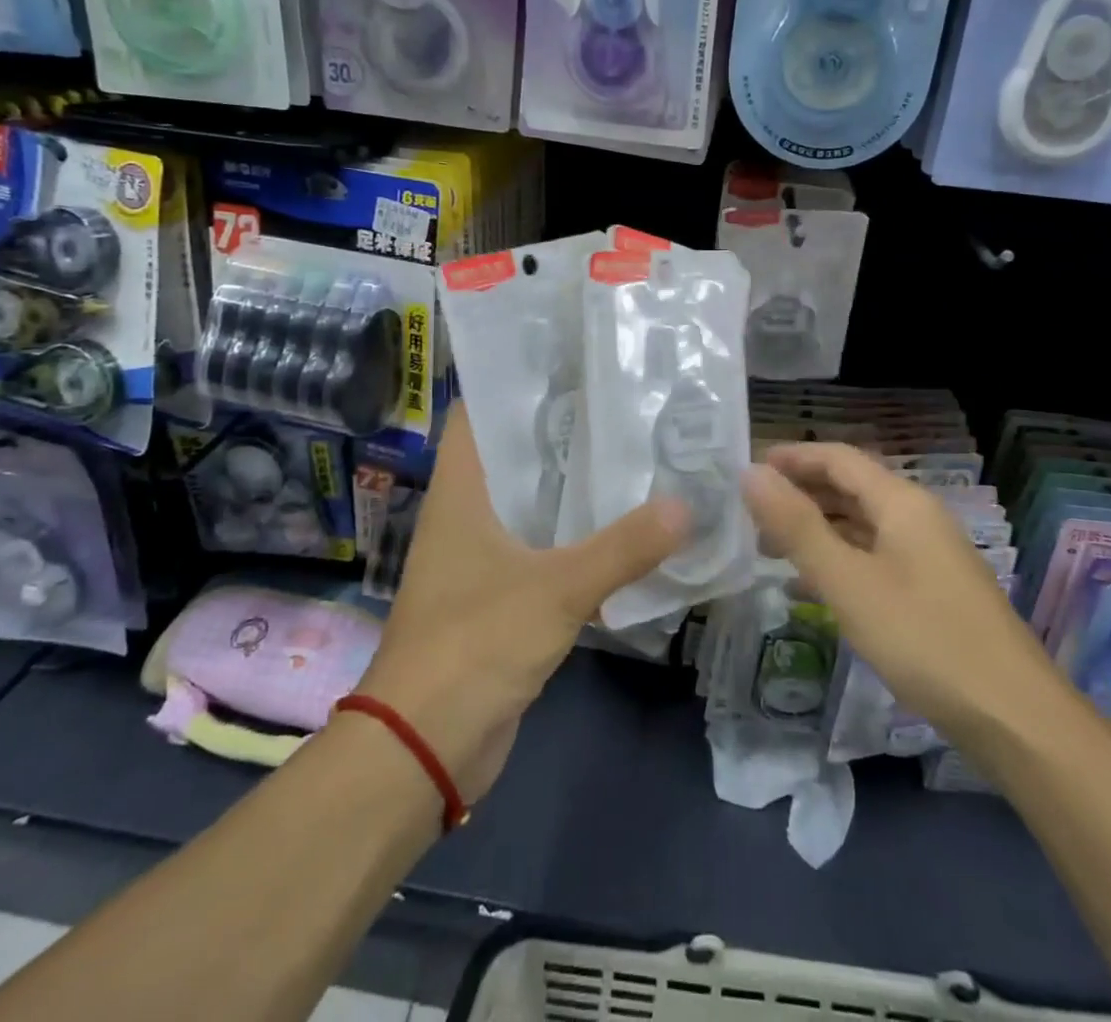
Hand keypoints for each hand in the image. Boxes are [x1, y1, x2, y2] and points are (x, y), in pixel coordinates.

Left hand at [354, 408, 688, 804]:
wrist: (424, 747)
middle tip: (620, 404)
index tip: (570, 364)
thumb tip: (686, 507)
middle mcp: (466, 514)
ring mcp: (481, 557)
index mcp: (461, 492)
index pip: (479, 414)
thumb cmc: (475, 644)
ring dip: (571, 486)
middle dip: (561, 432)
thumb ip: (623, 548)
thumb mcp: (556, 589)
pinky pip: (541, 549)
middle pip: (513, 456)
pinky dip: (573, 536)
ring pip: (530, 504)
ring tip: (630, 453)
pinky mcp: (500, 597)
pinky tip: (620, 526)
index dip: (516, 383)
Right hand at [740, 443, 1053, 736]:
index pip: (839, 458)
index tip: (748, 469)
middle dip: (800, 495)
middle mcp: (918, 518)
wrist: (1015, 718)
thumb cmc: (924, 639)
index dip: (793, 458)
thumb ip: (797, 526)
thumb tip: (751, 474)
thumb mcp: (849, 582)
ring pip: (862, 526)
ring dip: (817, 530)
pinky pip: (876, 559)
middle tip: (752, 516)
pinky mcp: (934, 591)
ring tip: (771, 551)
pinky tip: (812, 588)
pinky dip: (840, 561)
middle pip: (851, 488)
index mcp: (902, 503)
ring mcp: (930, 556)